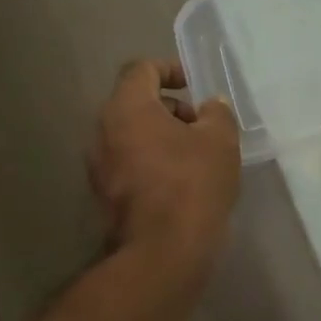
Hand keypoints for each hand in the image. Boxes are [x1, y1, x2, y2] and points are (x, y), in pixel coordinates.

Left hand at [89, 60, 239, 269]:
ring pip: (132, 136)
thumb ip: (217, 113)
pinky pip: (130, 164)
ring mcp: (100, 166)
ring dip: (162, 137)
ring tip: (197, 156)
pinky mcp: (106, 195)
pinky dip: (153, 162)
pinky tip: (183, 182)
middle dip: (171, 108)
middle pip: (135, 104)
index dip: (169, 69)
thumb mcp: (220, 140)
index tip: (194, 83)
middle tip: (202, 125)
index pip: (141, 69)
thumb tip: (211, 107)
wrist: (163, 251)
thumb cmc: (192, 183)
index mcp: (127, 108)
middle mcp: (103, 131)